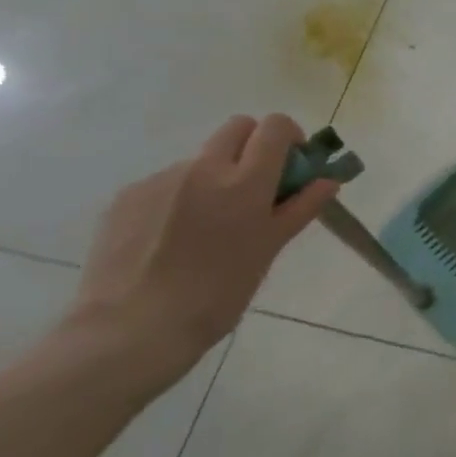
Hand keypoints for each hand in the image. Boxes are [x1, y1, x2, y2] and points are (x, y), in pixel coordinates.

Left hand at [65, 115, 337, 390]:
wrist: (131, 329)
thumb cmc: (217, 294)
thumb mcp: (269, 250)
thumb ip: (300, 208)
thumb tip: (328, 180)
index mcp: (244, 181)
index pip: (275, 127)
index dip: (288, 138)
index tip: (290, 167)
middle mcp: (202, 168)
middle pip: (237, 127)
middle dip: (253, 145)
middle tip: (256, 188)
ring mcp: (160, 179)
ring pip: (200, 159)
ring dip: (214, 178)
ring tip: (207, 229)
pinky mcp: (127, 197)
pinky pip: (165, 183)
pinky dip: (179, 199)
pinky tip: (172, 240)